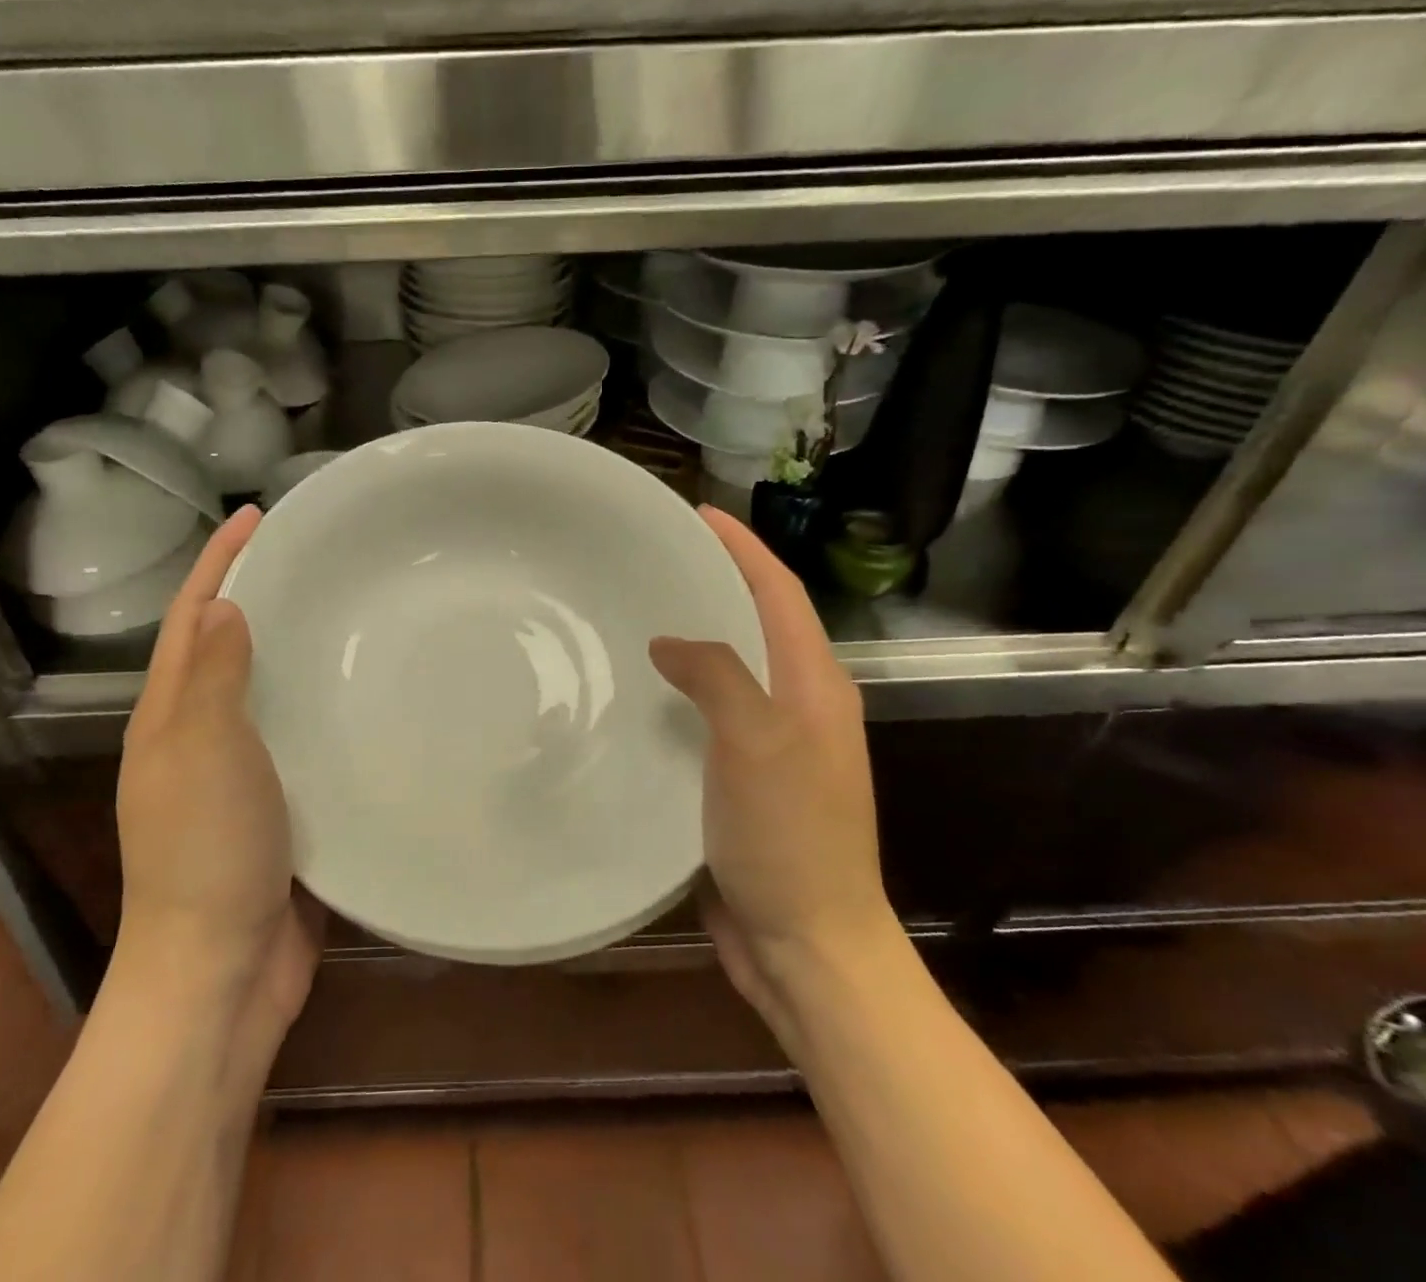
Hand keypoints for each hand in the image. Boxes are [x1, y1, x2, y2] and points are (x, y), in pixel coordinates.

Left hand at [114, 506, 320, 1059]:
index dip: (220, 562)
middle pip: (228, 645)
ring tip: (351, 613)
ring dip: (296, 649)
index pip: (193, 617)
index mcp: (171, 714)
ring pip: (269, 690)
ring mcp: (242, 771)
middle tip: (320, 558)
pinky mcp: (281, 804)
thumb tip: (227, 609)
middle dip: (262, 594)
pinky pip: (301, 736)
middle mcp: (201, 734)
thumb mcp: (203, 752)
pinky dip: (323, 706)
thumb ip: (215, 679)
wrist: (219, 970)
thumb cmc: (206, 853)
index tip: (257, 515)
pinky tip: (367, 696)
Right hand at [649, 507, 893, 1031]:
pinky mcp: (744, 780)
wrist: (809, 944)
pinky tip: (643, 695)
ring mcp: (773, 746)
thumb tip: (670, 642)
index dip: (743, 548)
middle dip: (717, 582)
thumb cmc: (790, 838)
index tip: (700, 513)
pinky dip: (681, 693)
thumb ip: (717, 676)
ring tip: (641, 614)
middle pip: (758, 623)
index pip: (779, 593)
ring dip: (696, 636)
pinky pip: (710, 716)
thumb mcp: (757, 743)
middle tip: (658, 559)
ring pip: (731, 670)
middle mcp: (800, 706)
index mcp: (816, 686)